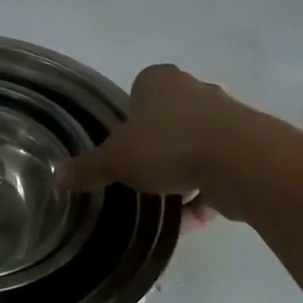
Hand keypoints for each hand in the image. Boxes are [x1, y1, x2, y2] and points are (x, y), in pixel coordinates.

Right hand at [59, 65, 240, 222]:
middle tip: (140, 174)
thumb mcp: (115, 159)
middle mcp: (194, 91)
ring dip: (181, 173)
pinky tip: (187, 222)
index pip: (138, 91)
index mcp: (159, 81)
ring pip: (195, 146)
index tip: (122, 147)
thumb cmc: (168, 145)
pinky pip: (217, 173)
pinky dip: (203, 195)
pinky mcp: (247, 149)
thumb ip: (88, 167)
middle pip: (168, 119)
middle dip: (156, 146)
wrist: (241, 162)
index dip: (129, 119)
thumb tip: (55, 175)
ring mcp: (225, 118)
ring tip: (163, 204)